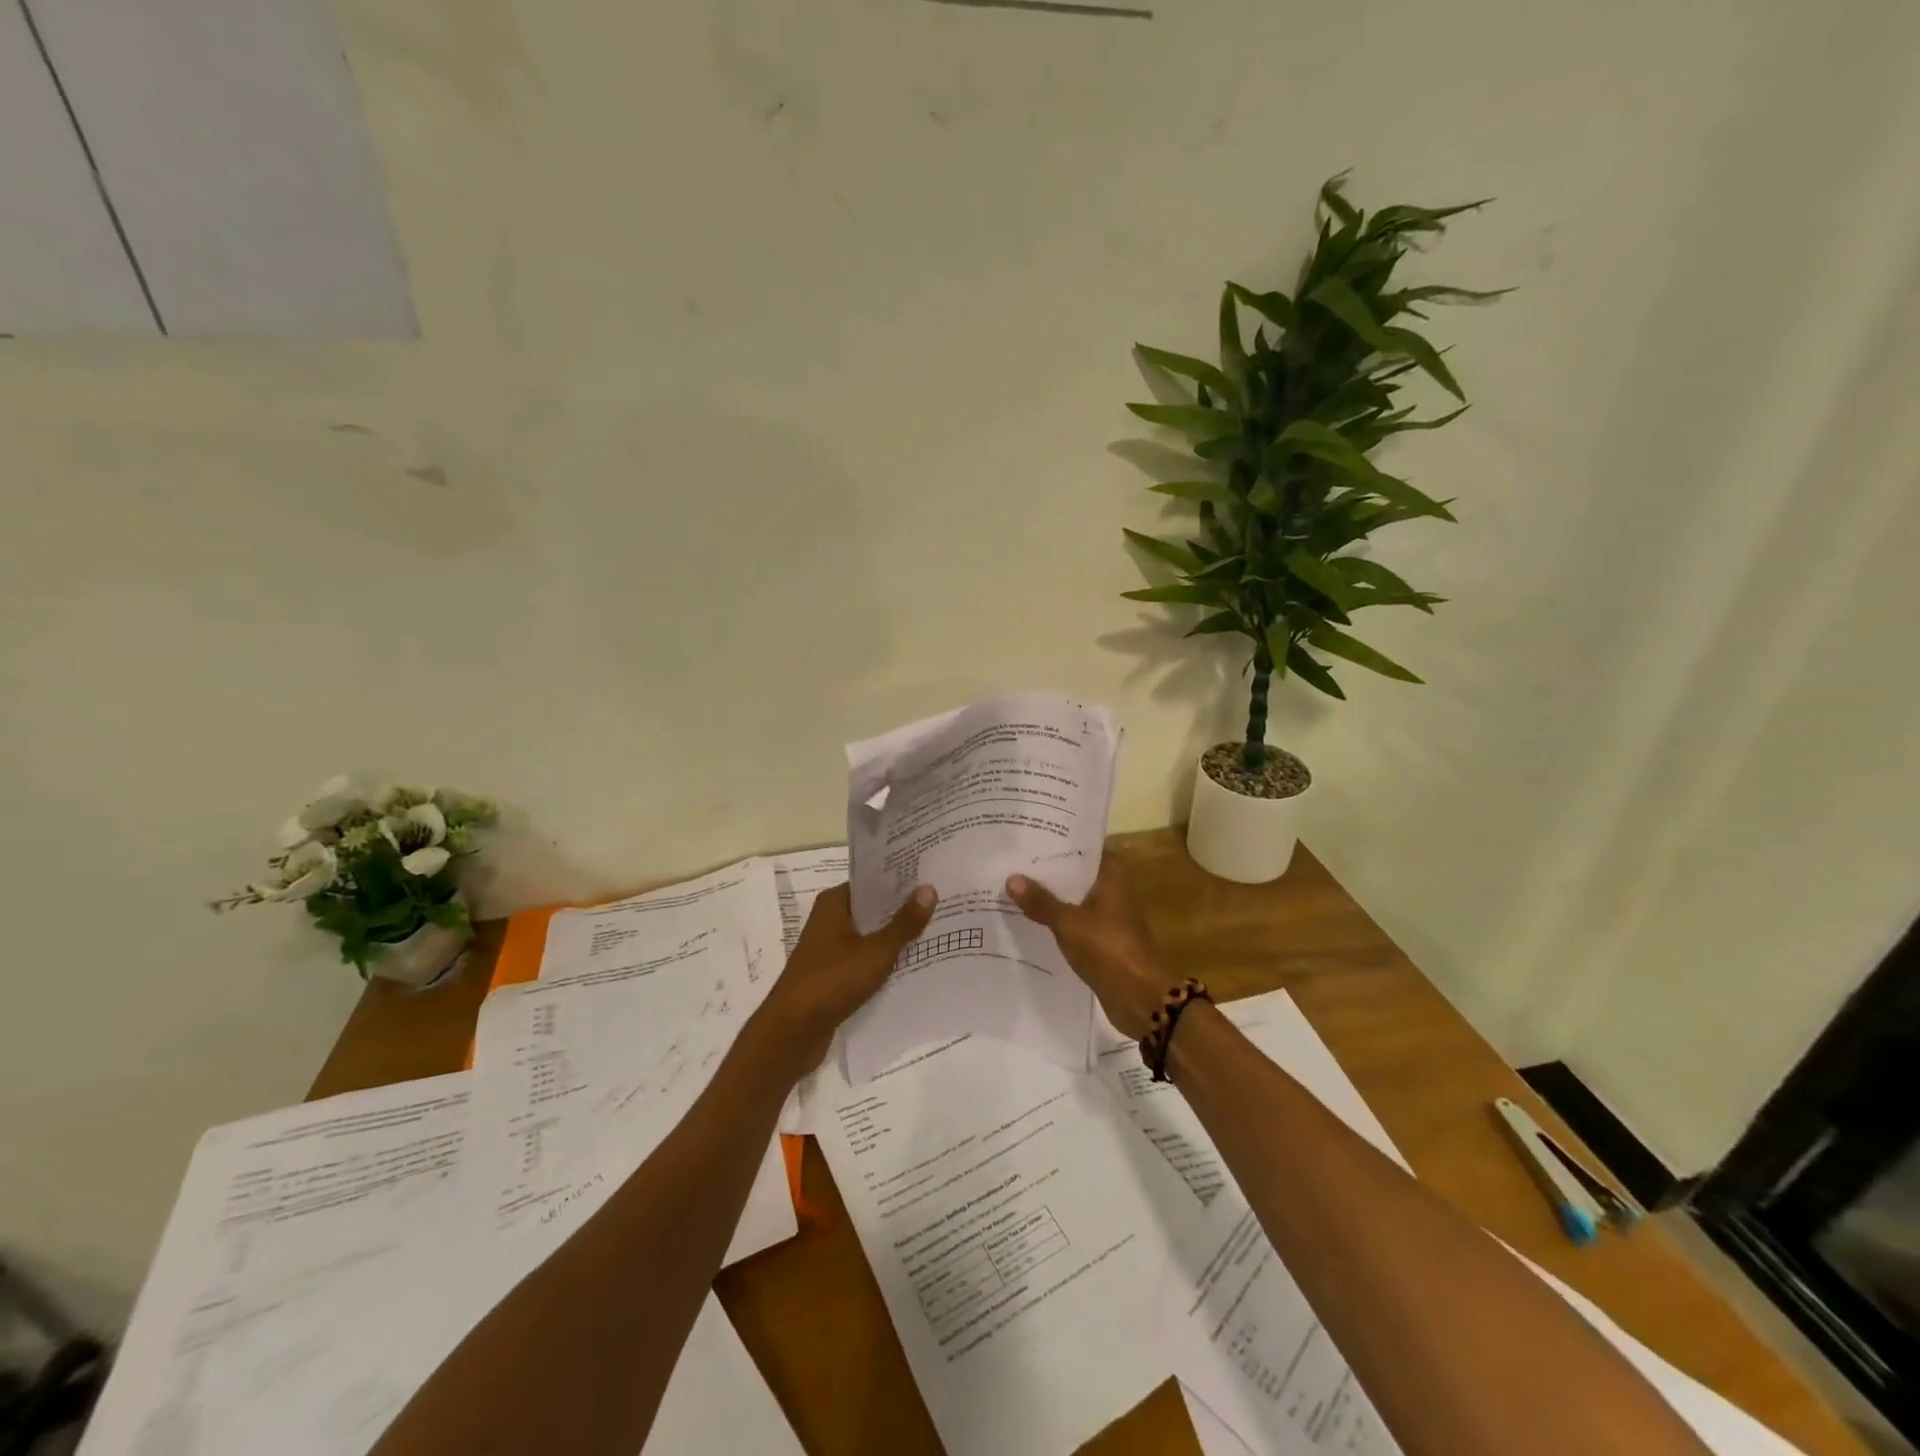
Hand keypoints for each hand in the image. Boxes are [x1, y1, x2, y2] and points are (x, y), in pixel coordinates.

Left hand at [754, 883, 936, 1076]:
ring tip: (935, 931)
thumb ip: (904, 923)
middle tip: (942, 903)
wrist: (792, 1032)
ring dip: (895, 937)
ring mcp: (829, 948)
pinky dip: (884, 960)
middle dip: (903, 909)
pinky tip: (912, 963)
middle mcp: (829, 919)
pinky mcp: (832, 974)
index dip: (900, 880)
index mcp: (834, 903)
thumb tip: (929, 889)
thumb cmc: (832, 980)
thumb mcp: (876, 951)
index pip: (871, 881)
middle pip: (872, 908)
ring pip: (869, 935)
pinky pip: (864, 959)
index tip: (931, 877)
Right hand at [1006, 859, 1168, 1038]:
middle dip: (1048, 872)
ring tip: (1014, 888)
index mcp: (1111, 876)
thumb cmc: (1108, 949)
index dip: (1058, 843)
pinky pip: (1074, 922)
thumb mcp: (1068, 923)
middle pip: (1076, 874)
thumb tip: (1012, 878)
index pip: (1083, 848)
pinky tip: (1030, 920)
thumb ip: (1041, 901)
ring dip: (1050, 897)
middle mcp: (1113, 890)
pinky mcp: (1102, 940)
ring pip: (1074, 899)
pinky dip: (1056, 920)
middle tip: (1012, 863)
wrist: (1139, 998)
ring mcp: (1109, 916)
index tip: (1029, 838)